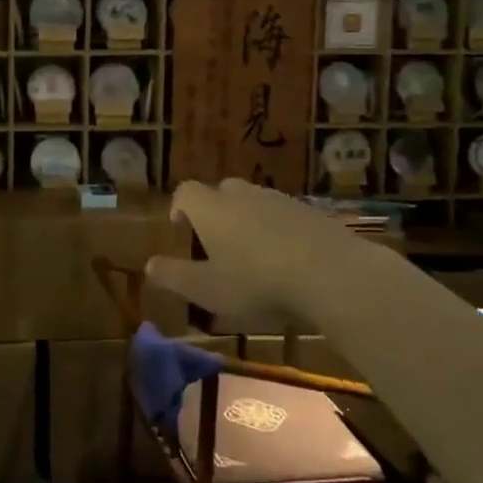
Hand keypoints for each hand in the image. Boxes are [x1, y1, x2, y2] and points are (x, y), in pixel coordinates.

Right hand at [143, 178, 374, 332]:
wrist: (334, 275)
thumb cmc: (257, 283)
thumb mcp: (207, 290)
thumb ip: (175, 276)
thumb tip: (149, 266)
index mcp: (211, 208)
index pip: (185, 193)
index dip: (180, 208)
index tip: (181, 229)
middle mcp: (242, 195)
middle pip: (221, 192)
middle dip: (215, 212)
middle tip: (217, 243)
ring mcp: (280, 200)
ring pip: (255, 203)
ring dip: (249, 222)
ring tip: (254, 256)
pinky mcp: (312, 213)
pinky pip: (285, 216)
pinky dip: (280, 231)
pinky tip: (289, 261)